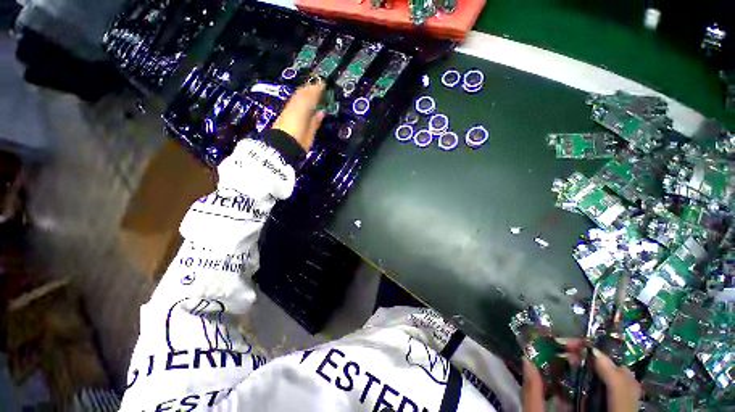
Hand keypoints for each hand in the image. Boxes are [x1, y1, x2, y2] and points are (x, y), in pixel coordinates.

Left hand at [272, 82, 325, 150]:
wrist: (279, 147)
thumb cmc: (298, 141)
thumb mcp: (310, 133)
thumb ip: (315, 121)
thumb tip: (321, 112)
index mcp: (303, 110)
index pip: (311, 95)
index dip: (318, 88)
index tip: (324, 84)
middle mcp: (294, 106)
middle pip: (303, 93)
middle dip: (310, 88)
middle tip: (318, 86)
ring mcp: (288, 109)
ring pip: (297, 96)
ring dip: (304, 92)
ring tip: (311, 91)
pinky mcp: (283, 113)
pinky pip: (293, 101)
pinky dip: (299, 98)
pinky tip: (302, 101)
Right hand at [522, 340, 641, 411]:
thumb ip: (533, 395)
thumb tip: (528, 360)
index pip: (619, 391)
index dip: (606, 366)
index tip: (583, 348)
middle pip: (628, 386)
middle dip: (603, 363)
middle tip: (576, 353)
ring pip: (628, 390)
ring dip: (606, 371)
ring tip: (581, 362)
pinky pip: (623, 397)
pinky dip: (607, 382)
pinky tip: (587, 379)